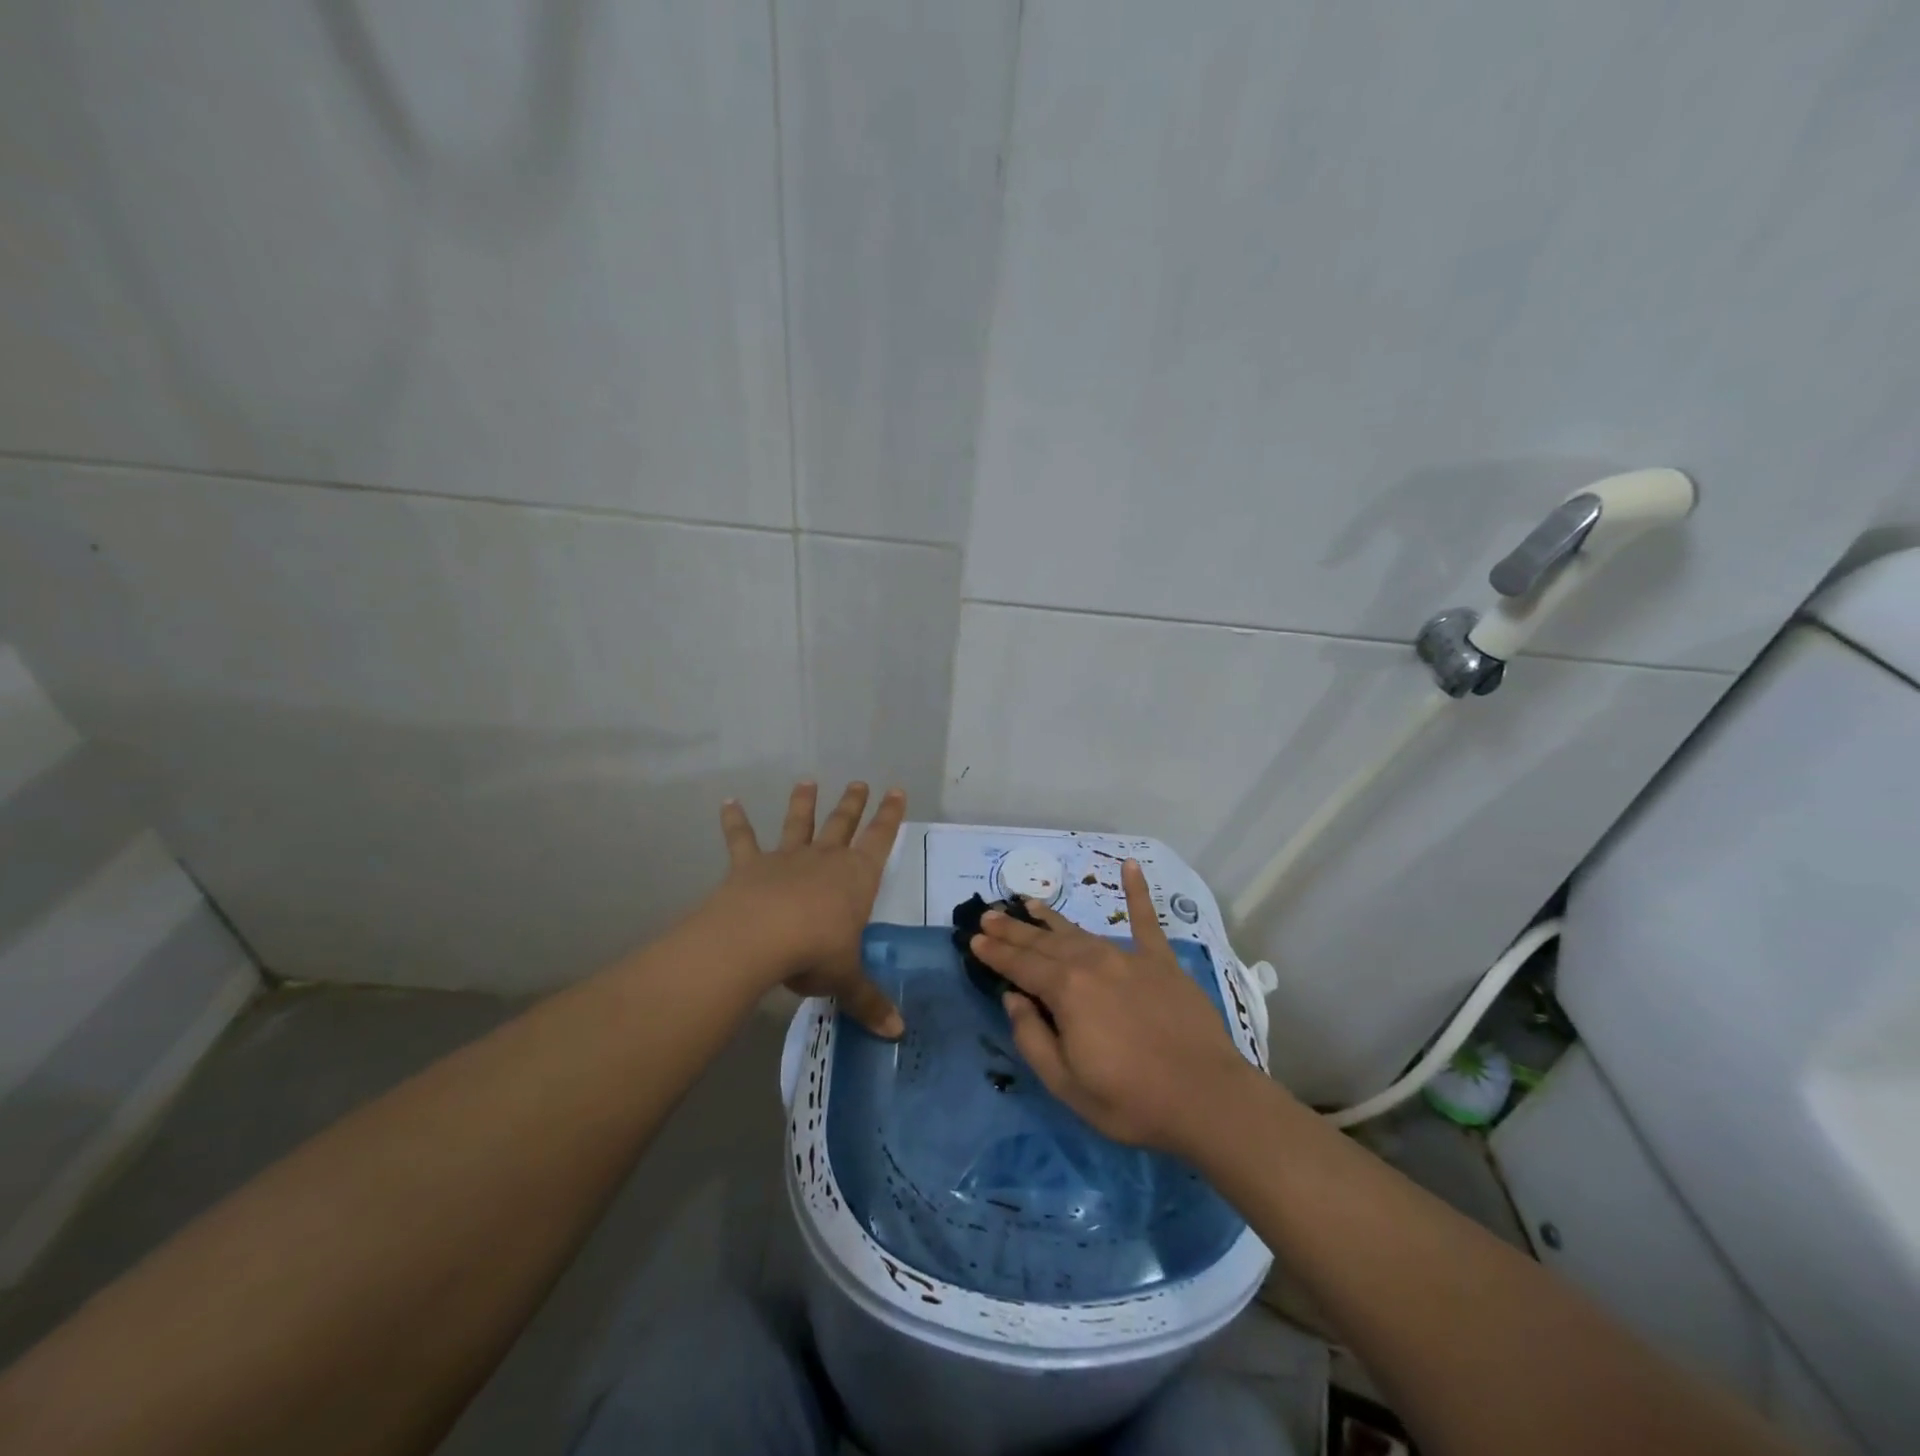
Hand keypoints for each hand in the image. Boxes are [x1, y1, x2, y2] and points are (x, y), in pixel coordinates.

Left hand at [709, 781, 906, 1037]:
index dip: (890, 816)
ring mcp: (786, 858)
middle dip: (852, 804)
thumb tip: (897, 1033)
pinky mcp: (749, 866)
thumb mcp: (846, 979)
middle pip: (842, 824)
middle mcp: (825, 859)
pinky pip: (742, 839)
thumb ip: (869, 1002)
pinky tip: (728, 801)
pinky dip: (735, 821)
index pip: (880, 839)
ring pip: (798, 823)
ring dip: (803, 803)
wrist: (759, 939)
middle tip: (858, 782)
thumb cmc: (814, 952)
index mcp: (856, 878)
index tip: (896, 790)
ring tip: (806, 781)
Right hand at [970, 859, 1262, 1156]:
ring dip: (1051, 918)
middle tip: (989, 915)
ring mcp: (1129, 957)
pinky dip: (1138, 892)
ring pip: (1080, 931)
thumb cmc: (1130, 1099)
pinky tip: (1130, 866)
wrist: (1206, 1098)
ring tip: (1029, 903)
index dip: (995, 953)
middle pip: (1044, 942)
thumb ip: (1032, 1037)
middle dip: (1014, 929)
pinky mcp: (1162, 962)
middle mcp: (1092, 962)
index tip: (974, 939)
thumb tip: (1013, 999)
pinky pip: (1146, 921)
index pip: (1020, 965)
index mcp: (1066, 990)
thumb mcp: (1066, 1083)